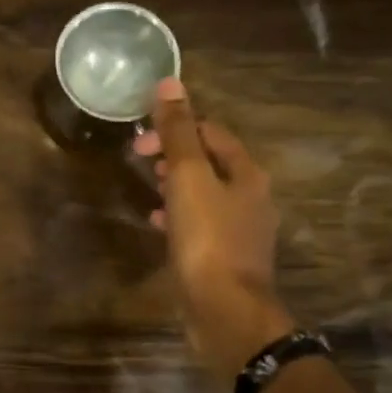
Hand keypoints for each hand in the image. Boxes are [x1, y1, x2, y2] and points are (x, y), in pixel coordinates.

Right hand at [133, 77, 295, 386]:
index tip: (140, 143)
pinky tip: (158, 224)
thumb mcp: (187, 179)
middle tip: (141, 161)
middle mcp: (251, 196)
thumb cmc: (207, 240)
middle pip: (211, 161)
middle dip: (176, 155)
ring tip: (148, 188)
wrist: (224, 309)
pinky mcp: (226, 256)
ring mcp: (241, 229)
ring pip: (205, 193)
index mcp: (246, 172)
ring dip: (176, 185)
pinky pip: (200, 223)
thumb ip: (178, 133)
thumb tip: (169, 82)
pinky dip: (178, 215)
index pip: (212, 132)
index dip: (176, 128)